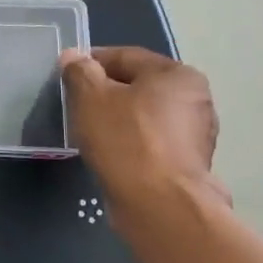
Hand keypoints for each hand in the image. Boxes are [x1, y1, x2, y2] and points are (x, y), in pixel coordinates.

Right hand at [60, 47, 229, 219]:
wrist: (160, 206)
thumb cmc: (125, 140)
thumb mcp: (90, 97)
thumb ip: (80, 71)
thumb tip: (74, 57)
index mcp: (178, 75)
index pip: (125, 56)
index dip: (90, 62)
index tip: (66, 75)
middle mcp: (196, 100)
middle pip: (137, 86)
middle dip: (105, 92)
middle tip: (75, 104)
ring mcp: (196, 135)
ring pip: (144, 115)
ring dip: (117, 119)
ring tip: (89, 131)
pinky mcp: (189, 164)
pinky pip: (151, 142)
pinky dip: (130, 143)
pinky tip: (110, 154)